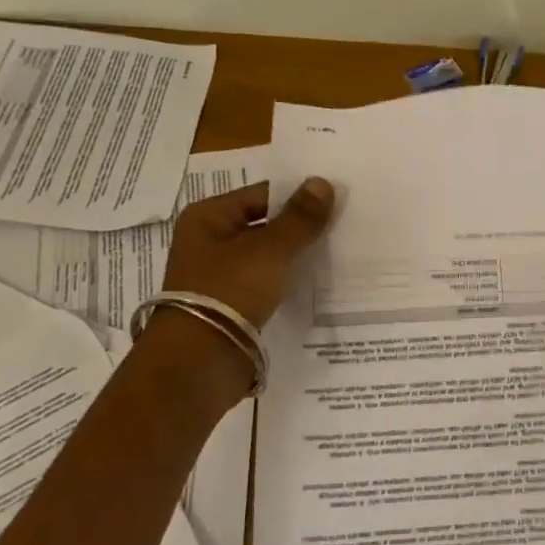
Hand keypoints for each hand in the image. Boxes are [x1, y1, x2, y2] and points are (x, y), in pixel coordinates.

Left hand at [130, 176, 334, 416]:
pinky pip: (266, 283)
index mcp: (208, 217)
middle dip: (301, 227)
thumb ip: (299, 218)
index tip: (337, 201)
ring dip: (296, 256)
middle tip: (345, 224)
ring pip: (268, 256)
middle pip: (265, 224)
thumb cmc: (229, 292)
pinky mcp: (231, 304)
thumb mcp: (270, 250)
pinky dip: (288, 281)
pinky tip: (319, 281)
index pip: (262, 194)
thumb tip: (322, 182)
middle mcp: (210, 241)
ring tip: (340, 251)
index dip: (298, 196)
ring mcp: (219, 275)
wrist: (199, 363)